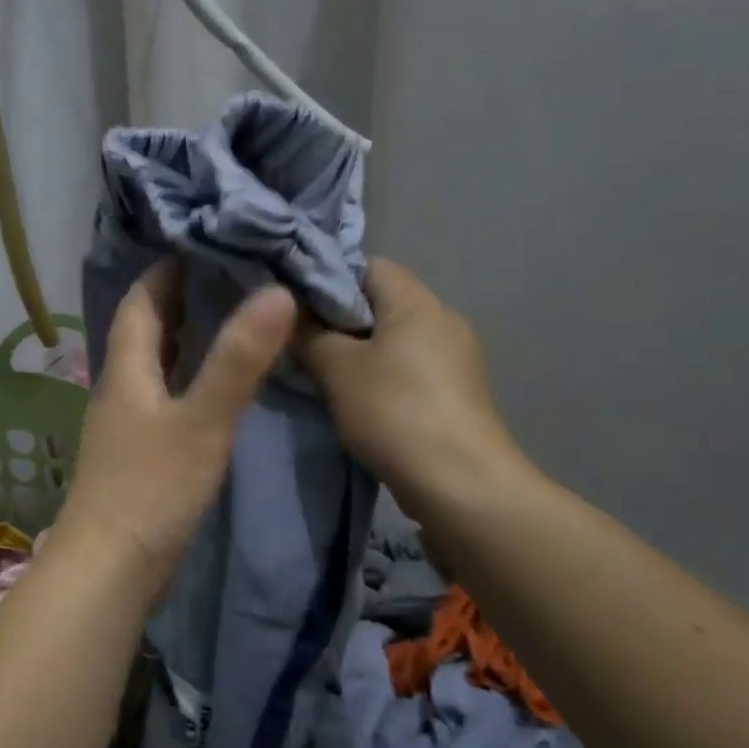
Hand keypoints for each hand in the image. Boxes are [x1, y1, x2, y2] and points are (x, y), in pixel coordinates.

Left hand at [62, 260, 295, 585]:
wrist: (109, 572)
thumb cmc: (151, 490)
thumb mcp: (202, 422)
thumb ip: (238, 361)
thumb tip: (276, 291)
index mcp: (125, 370)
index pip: (141, 300)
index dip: (168, 269)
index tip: (209, 243)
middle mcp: (121, 389)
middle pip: (147, 330)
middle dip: (184, 300)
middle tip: (236, 277)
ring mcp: (128, 425)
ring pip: (157, 366)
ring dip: (189, 341)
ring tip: (237, 321)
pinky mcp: (140, 456)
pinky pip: (167, 399)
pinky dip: (192, 380)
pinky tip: (220, 388)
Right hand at [295, 258, 531, 518]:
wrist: (459, 482)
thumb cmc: (394, 410)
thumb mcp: (337, 368)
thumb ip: (309, 334)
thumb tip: (289, 314)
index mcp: (416, 301)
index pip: (368, 265)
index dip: (328, 277)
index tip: (293, 304)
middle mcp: (442, 319)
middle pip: (381, 302)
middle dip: (338, 319)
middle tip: (299, 342)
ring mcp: (455, 357)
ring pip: (393, 339)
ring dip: (358, 352)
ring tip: (321, 374)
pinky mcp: (456, 392)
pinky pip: (408, 369)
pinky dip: (380, 376)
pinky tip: (356, 401)